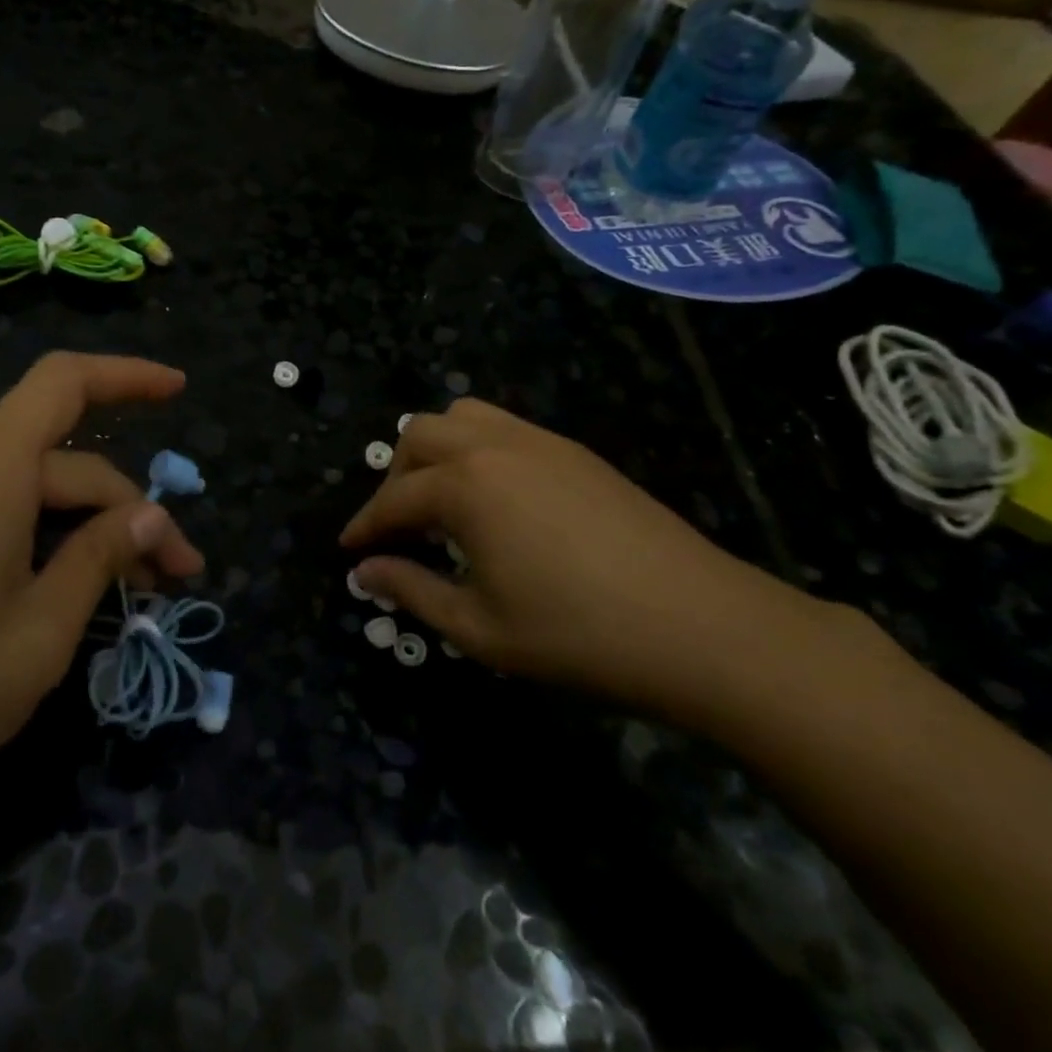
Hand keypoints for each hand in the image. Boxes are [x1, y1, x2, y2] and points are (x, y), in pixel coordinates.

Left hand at [0, 353, 202, 845]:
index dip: (128, 376)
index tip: (181, 392)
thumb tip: (153, 515)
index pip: (66, 383)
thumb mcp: (39, 633)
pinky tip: (71, 592)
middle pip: (66, 462)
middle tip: (179, 576)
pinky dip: (47, 540)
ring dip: (91, 529)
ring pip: (34, 491)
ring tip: (138, 589)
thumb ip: (99, 559)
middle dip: (131, 510)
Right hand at [340, 399, 854, 732]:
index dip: (365, 526)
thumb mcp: (478, 628)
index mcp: (465, 485)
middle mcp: (496, 446)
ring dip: (436, 452)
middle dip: (395, 478)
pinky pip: (506, 428)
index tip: (348, 552)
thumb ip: (412, 590)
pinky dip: (478, 451)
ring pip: (464, 417)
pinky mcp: (577, 453)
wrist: (702, 627)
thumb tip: (365, 572)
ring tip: (442, 503)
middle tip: (397, 529)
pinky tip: (495, 502)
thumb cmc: (576, 634)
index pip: (394, 499)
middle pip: (420, 436)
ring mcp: (542, 442)